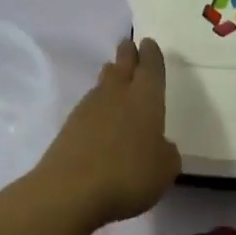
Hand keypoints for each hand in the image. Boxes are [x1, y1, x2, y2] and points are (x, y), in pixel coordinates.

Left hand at [31, 39, 179, 227]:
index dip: (152, 54)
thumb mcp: (165, 169)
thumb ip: (166, 152)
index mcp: (146, 98)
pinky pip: (89, 107)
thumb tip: (160, 145)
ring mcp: (89, 109)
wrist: (70, 192)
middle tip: (129, 45)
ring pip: (103, 84)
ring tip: (115, 75)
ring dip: (111, 77)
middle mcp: (117, 95)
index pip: (151, 67)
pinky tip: (101, 116)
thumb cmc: (129, 175)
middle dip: (128, 54)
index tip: (149, 43)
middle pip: (122, 66)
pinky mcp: (69, 127)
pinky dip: (98, 106)